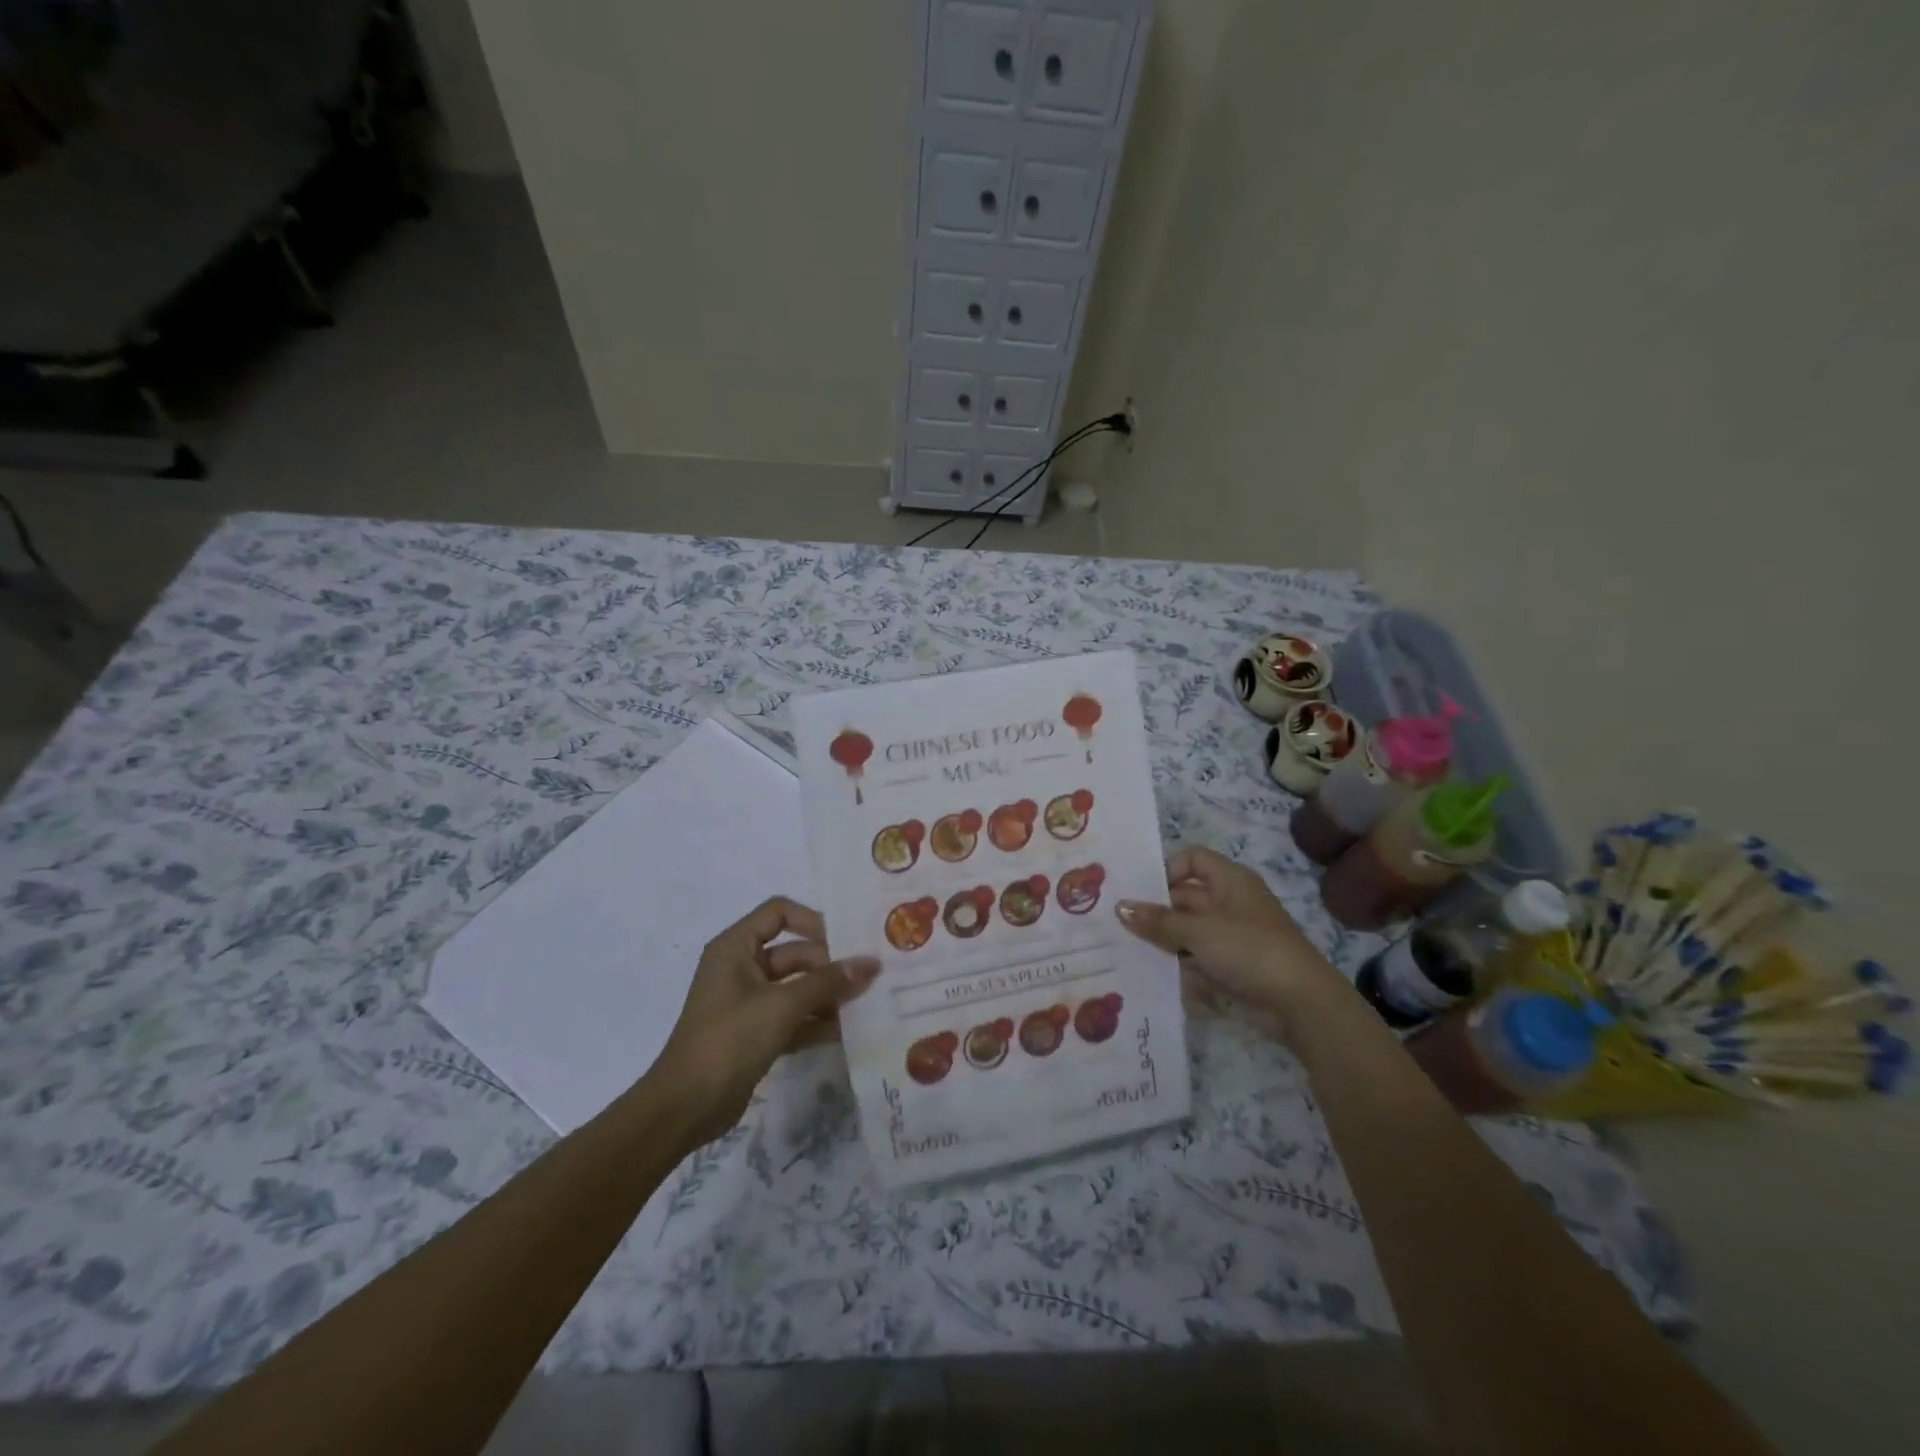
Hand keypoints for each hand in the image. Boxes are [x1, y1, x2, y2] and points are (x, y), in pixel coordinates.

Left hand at [652, 897, 878, 1147]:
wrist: (685, 1107)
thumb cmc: (730, 1039)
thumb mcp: (782, 1005)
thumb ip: (828, 982)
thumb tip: (871, 963)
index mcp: (736, 947)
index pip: (779, 913)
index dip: (812, 921)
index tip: (845, 941)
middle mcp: (741, 968)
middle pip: (794, 952)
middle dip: (828, 966)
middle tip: (866, 980)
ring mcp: (747, 1002)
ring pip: (796, 987)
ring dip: (826, 995)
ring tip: (863, 1005)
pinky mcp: (754, 1033)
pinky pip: (792, 1016)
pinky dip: (815, 1021)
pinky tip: (844, 1032)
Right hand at [1116, 847, 1351, 1043]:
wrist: (1299, 1003)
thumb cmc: (1248, 949)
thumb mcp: (1198, 931)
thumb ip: (1157, 920)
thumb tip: (1119, 906)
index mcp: (1230, 881)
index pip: (1193, 859)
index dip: (1166, 869)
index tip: (1140, 890)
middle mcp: (1230, 903)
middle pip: (1185, 897)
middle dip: (1156, 909)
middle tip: (1118, 922)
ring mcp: (1231, 937)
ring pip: (1187, 930)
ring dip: (1162, 939)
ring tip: (1125, 947)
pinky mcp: (1231, 966)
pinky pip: (1196, 958)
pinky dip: (1177, 963)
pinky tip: (1150, 972)